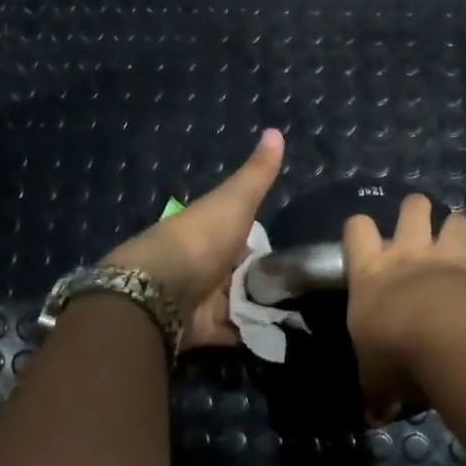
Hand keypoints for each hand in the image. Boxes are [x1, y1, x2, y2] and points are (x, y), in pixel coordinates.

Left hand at [103, 129, 285, 349]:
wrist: (159, 290)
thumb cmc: (200, 238)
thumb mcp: (235, 200)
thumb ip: (257, 173)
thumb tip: (276, 129)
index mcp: (211, 231)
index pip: (242, 235)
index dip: (263, 240)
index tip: (294, 249)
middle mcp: (206, 264)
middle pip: (242, 273)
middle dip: (266, 280)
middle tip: (306, 287)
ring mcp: (203, 299)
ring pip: (240, 304)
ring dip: (262, 308)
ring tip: (303, 313)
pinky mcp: (203, 330)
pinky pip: (233, 333)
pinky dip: (252, 335)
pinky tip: (281, 336)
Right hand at [343, 195, 465, 420]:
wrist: (443, 339)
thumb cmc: (394, 351)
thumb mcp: (374, 376)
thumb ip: (376, 390)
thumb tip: (376, 415)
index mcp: (371, 273)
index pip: (356, 232)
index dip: (359, 230)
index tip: (363, 238)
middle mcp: (408, 256)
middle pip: (412, 210)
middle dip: (415, 209)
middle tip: (418, 218)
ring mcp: (448, 259)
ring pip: (455, 222)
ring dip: (459, 224)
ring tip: (461, 230)